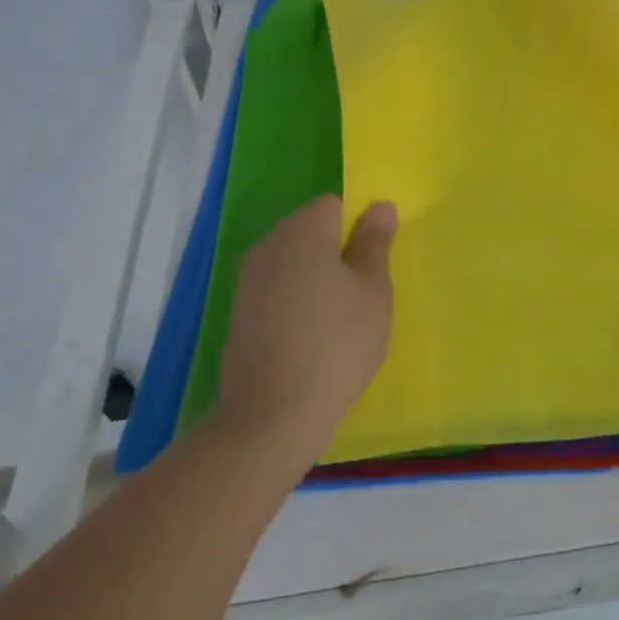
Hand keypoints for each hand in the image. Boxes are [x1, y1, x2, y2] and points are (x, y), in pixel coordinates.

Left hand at [215, 195, 397, 469]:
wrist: (272, 415)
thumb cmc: (336, 344)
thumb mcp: (372, 292)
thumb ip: (375, 243)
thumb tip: (379, 206)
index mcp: (303, 229)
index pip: (334, 204)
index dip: (358, 227)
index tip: (374, 263)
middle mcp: (269, 243)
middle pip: (310, 230)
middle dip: (337, 251)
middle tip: (363, 293)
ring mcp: (248, 279)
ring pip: (293, 262)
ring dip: (316, 278)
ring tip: (339, 319)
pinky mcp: (239, 312)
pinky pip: (277, 290)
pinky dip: (295, 302)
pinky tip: (311, 338)